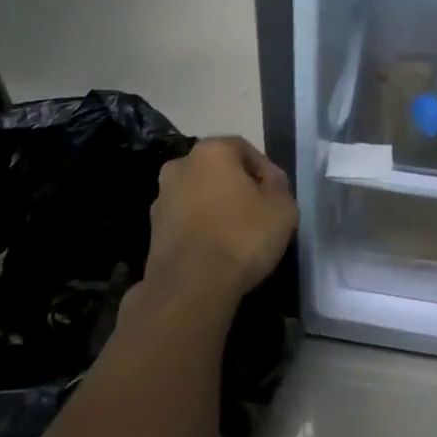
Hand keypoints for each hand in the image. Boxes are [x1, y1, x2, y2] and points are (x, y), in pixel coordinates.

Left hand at [146, 137, 296, 308]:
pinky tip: (217, 252)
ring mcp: (162, 198)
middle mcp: (180, 165)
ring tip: (238, 237)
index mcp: (211, 151)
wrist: (190, 287)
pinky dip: (201, 230)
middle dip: (238, 188)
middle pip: (218, 171)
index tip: (277, 197)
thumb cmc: (241, 237)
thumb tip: (269, 182)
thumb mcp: (283, 208)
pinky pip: (186, 221)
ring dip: (217, 209)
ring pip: (200, 196)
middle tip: (259, 214)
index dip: (266, 171)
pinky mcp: (153, 230)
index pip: (245, 149)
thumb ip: (279, 187)